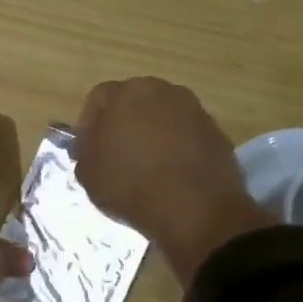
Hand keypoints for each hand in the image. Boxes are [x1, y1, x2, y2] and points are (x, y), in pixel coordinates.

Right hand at [74, 78, 272, 282]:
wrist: (196, 210)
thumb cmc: (131, 186)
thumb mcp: (88, 173)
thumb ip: (85, 149)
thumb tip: (92, 142)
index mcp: (125, 93)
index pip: (98, 98)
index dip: (90, 125)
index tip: (89, 150)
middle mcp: (162, 91)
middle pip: (133, 101)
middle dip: (123, 123)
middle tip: (116, 155)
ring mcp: (194, 110)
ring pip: (162, 116)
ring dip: (152, 134)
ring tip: (146, 166)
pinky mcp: (217, 132)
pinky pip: (186, 134)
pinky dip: (177, 147)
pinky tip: (171, 174)